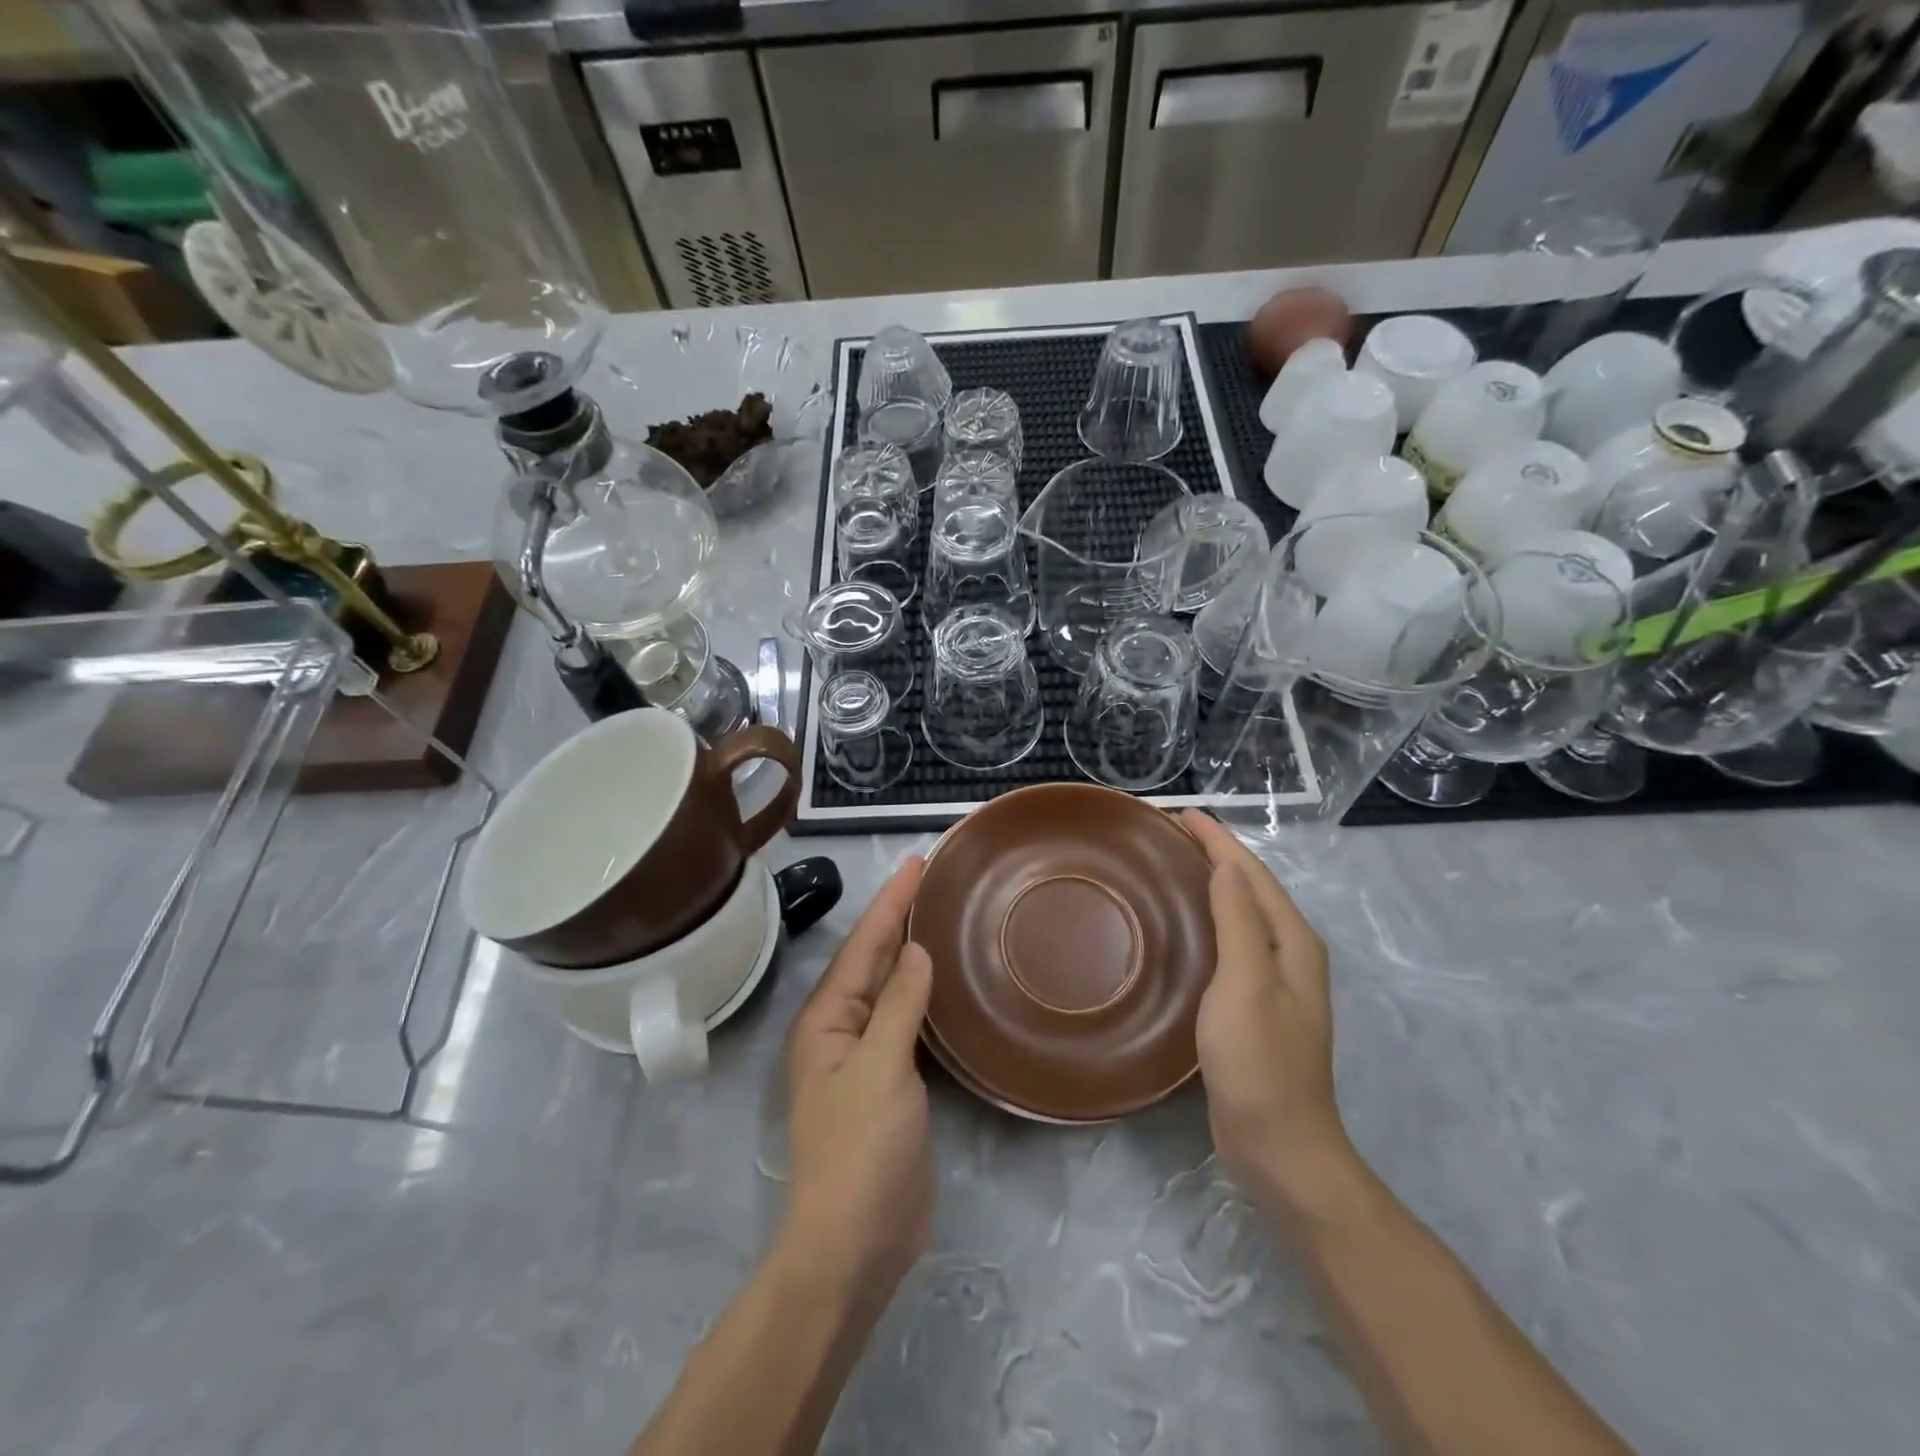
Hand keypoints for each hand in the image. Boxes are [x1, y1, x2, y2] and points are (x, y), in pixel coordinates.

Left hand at [782, 857, 934, 1303]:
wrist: (856, 1243)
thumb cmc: (861, 1150)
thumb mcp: (880, 1070)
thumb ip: (898, 1005)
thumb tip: (916, 950)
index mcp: (827, 1019)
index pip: (863, 945)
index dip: (890, 902)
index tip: (916, 862)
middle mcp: (841, 1029)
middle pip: (872, 959)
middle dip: (898, 917)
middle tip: (931, 877)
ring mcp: (865, 1056)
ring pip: (889, 988)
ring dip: (909, 951)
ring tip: (938, 914)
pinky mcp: (891, 1080)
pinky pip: (905, 1019)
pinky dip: (922, 992)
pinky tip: (942, 980)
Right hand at [1181, 812, 1352, 1211]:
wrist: (1279, 1147)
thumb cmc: (1260, 1062)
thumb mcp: (1247, 985)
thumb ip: (1240, 921)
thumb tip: (1226, 865)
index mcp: (1292, 942)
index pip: (1251, 873)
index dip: (1217, 839)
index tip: (1178, 812)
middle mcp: (1289, 953)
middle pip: (1249, 887)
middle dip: (1214, 853)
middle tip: (1166, 832)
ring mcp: (1273, 981)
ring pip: (1239, 913)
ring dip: (1210, 882)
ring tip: (1170, 864)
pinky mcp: (1252, 1004)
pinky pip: (1229, 942)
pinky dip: (1207, 917)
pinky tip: (1181, 923)